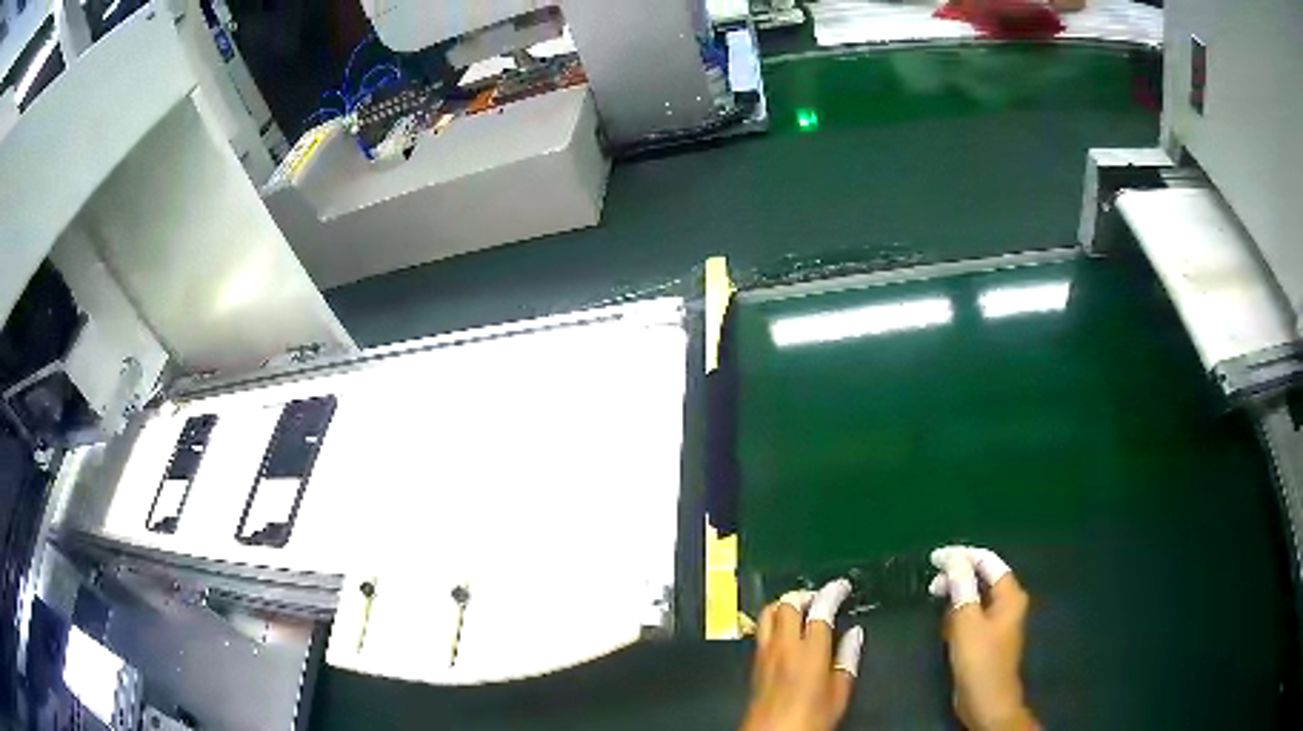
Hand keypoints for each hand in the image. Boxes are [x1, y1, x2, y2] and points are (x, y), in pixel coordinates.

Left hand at [741, 579, 865, 730]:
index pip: (820, 608)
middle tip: (822, 598)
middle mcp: (783, 646)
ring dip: (785, 604)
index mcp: (809, 651)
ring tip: (802, 609)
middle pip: (788, 603)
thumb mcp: (840, 692)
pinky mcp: (753, 664)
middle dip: (806, 594)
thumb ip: (848, 659)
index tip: (842, 587)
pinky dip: (775, 621)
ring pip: (768, 612)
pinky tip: (787, 632)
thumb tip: (854, 635)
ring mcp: (764, 653)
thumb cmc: (808, 720)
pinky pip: (761, 630)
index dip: (833, 592)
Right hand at [929, 546, 1038, 730]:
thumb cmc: (979, 660)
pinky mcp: (985, 638)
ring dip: (956, 597)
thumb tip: (954, 559)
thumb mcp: (966, 621)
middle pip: (982, 578)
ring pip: (974, 597)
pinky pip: (971, 616)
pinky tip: (944, 625)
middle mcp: (1007, 603)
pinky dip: (957, 615)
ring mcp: (997, 622)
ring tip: (935, 603)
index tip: (935, 558)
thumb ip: (961, 587)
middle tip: (932, 585)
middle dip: (958, 577)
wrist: (985, 701)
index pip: (988, 561)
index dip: (962, 556)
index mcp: (1010, 594)